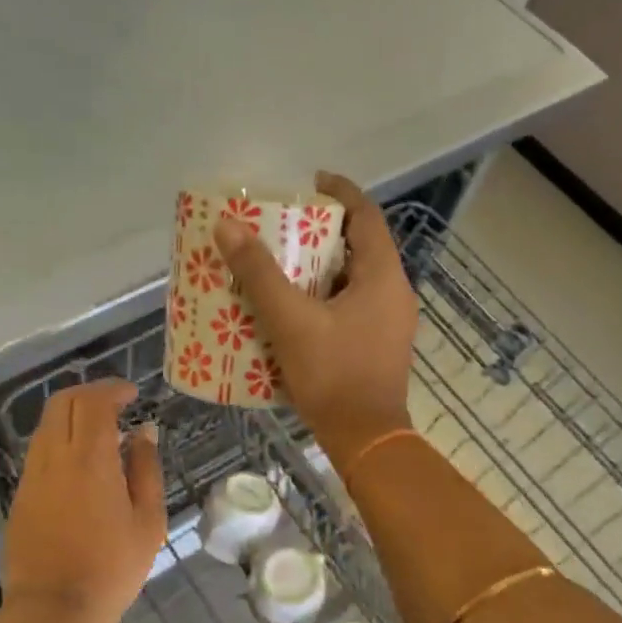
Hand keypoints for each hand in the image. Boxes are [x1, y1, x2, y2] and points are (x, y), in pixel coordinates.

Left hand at [4, 380, 165, 622]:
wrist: (54, 610)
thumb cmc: (112, 568)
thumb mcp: (148, 521)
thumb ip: (146, 469)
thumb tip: (143, 432)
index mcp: (90, 460)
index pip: (94, 402)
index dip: (113, 389)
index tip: (132, 393)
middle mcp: (55, 457)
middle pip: (62, 403)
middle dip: (89, 393)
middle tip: (115, 403)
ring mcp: (32, 476)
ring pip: (47, 425)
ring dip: (72, 416)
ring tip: (101, 432)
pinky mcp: (21, 495)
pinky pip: (40, 451)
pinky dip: (61, 440)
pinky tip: (81, 463)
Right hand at [213, 171, 417, 465]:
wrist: (366, 439)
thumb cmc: (333, 374)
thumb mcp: (290, 321)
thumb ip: (259, 274)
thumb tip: (227, 226)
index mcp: (382, 276)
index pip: (366, 215)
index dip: (339, 193)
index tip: (309, 183)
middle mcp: (394, 292)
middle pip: (360, 246)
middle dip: (323, 233)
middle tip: (284, 228)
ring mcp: (391, 322)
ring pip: (356, 279)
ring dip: (323, 268)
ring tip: (283, 265)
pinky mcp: (380, 345)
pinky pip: (354, 306)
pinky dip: (327, 297)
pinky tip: (295, 310)